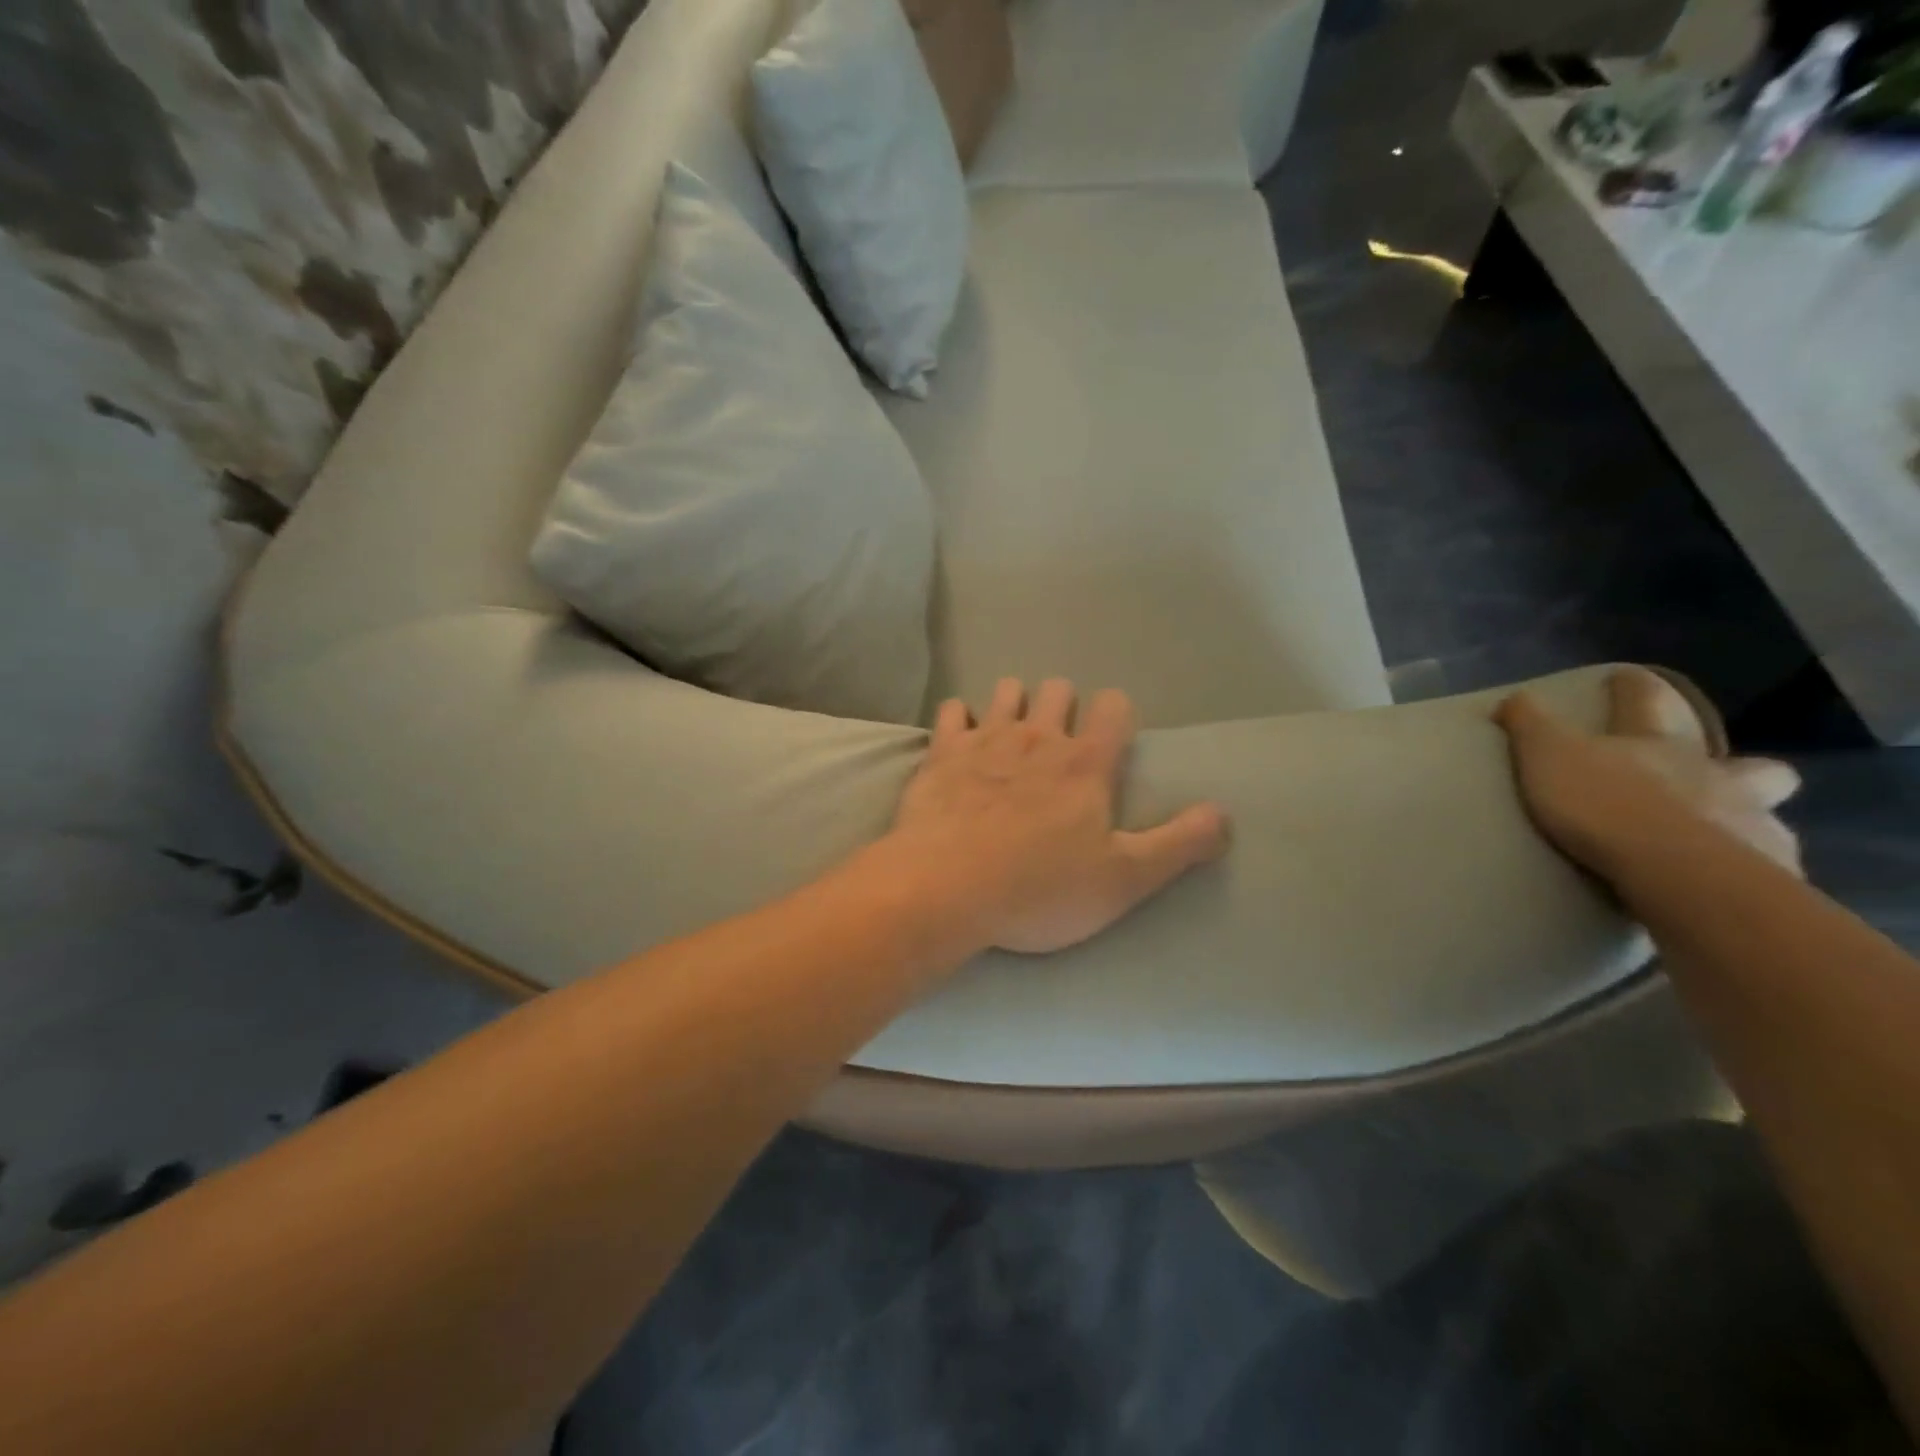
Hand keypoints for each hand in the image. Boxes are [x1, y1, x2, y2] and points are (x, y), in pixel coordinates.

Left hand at [888, 678, 1230, 953]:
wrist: (946, 889)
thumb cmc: (1039, 889)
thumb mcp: (1124, 880)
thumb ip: (1178, 845)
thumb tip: (1224, 814)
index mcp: (1085, 763)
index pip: (1114, 708)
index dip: (1117, 714)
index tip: (1113, 737)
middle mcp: (1037, 737)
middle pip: (1058, 690)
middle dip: (1064, 704)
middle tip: (1060, 740)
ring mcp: (985, 740)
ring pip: (1007, 691)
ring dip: (1015, 703)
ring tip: (1013, 733)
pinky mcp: (941, 753)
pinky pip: (952, 711)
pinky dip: (960, 719)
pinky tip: (960, 740)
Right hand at [1494, 667, 1801, 884]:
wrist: (1674, 869)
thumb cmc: (1605, 803)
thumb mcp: (1548, 754)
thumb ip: (1531, 724)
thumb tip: (1514, 697)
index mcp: (1660, 745)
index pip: (1645, 701)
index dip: (1633, 687)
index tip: (1624, 676)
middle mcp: (1716, 775)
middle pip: (1750, 764)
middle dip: (1743, 768)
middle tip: (1719, 780)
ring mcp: (1752, 823)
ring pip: (1768, 817)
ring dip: (1750, 824)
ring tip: (1723, 845)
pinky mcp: (1770, 872)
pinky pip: (1769, 869)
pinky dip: (1753, 874)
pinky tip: (1728, 887)